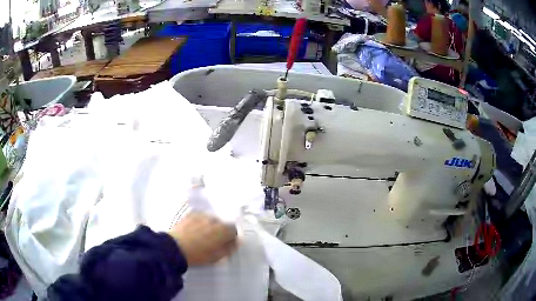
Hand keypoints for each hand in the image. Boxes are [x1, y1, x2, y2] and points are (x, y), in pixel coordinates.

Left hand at [169, 212, 237, 265]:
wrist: (174, 248)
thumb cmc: (198, 255)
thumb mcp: (217, 257)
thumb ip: (228, 249)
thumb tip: (234, 243)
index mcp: (223, 230)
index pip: (233, 230)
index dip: (231, 238)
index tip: (226, 245)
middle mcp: (214, 219)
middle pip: (221, 224)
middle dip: (220, 232)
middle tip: (213, 242)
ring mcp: (201, 215)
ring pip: (210, 220)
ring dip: (209, 227)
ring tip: (201, 237)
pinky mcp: (189, 215)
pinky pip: (199, 218)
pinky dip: (199, 223)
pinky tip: (193, 231)